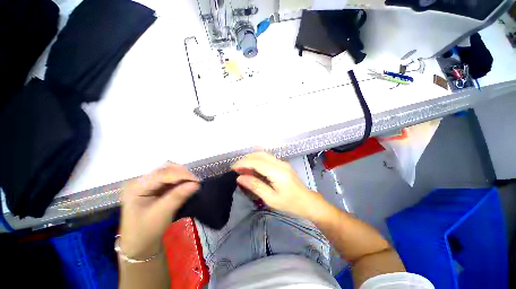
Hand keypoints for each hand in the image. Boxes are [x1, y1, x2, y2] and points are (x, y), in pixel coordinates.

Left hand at [119, 163, 198, 258]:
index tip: (197, 182)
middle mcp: (141, 181)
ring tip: (192, 184)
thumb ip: (178, 196)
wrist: (139, 245)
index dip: (181, 175)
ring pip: (169, 171)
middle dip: (182, 173)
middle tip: (195, 182)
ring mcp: (148, 183)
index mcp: (136, 186)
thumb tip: (196, 184)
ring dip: (182, 176)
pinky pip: (170, 178)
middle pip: (165, 168)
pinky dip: (180, 180)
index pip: (162, 173)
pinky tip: (186, 185)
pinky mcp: (155, 187)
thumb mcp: (162, 214)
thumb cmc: (146, 231)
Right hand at [232, 152, 326, 219]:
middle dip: (245, 159)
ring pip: (263, 154)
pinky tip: (252, 169)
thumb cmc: (290, 204)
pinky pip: (267, 158)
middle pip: (259, 155)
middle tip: (236, 169)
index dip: (243, 163)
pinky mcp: (282, 164)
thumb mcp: (271, 199)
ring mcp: (282, 162)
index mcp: (278, 172)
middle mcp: (280, 164)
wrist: (307, 201)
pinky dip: (257, 161)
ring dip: (251, 159)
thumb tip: (240, 178)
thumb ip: (255, 186)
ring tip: (242, 169)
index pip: (257, 162)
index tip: (232, 169)